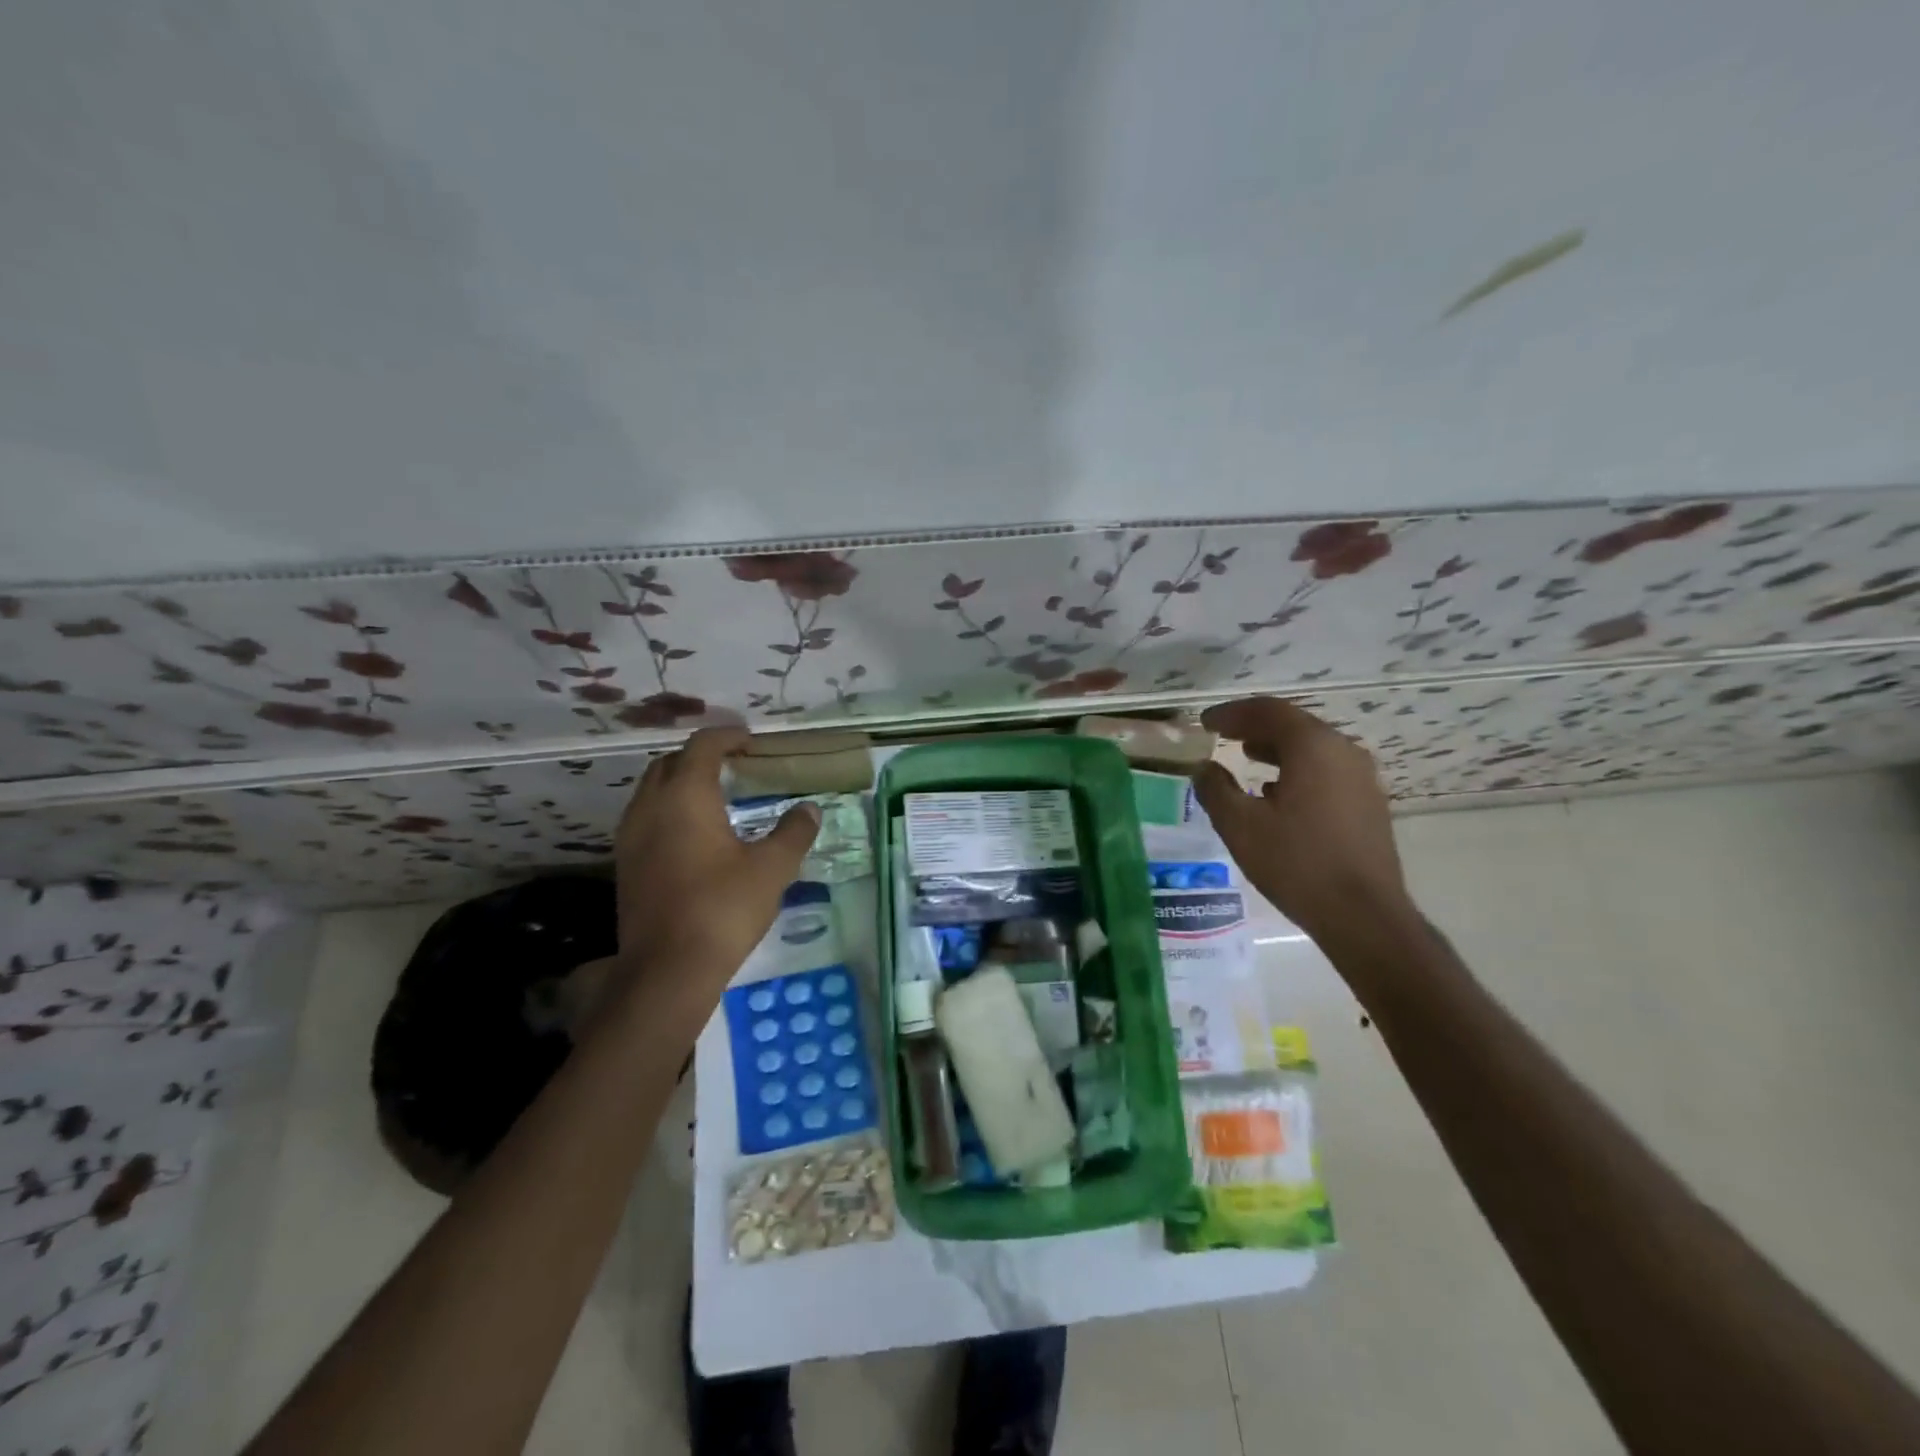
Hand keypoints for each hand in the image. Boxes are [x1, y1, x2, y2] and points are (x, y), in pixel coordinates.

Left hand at [612, 727, 819, 990]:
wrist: (667, 970)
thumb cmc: (723, 909)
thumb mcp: (771, 869)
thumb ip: (793, 833)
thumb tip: (810, 809)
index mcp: (686, 796)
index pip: (702, 746)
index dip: (728, 737)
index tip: (751, 743)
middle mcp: (650, 807)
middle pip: (670, 763)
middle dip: (700, 757)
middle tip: (734, 767)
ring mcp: (631, 837)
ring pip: (652, 791)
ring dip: (680, 783)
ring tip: (715, 798)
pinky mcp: (625, 865)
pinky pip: (645, 818)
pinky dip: (668, 811)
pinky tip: (694, 836)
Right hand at [1190, 698, 1413, 948]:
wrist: (1364, 916)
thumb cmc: (1296, 863)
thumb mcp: (1240, 825)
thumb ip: (1215, 789)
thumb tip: (1204, 768)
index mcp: (1313, 747)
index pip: (1268, 711)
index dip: (1232, 713)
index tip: (1205, 722)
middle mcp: (1343, 752)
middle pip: (1294, 725)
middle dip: (1255, 727)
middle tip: (1223, 735)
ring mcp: (1362, 778)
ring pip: (1312, 749)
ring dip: (1276, 748)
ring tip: (1246, 757)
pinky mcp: (1368, 803)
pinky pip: (1326, 771)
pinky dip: (1297, 769)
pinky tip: (1277, 793)